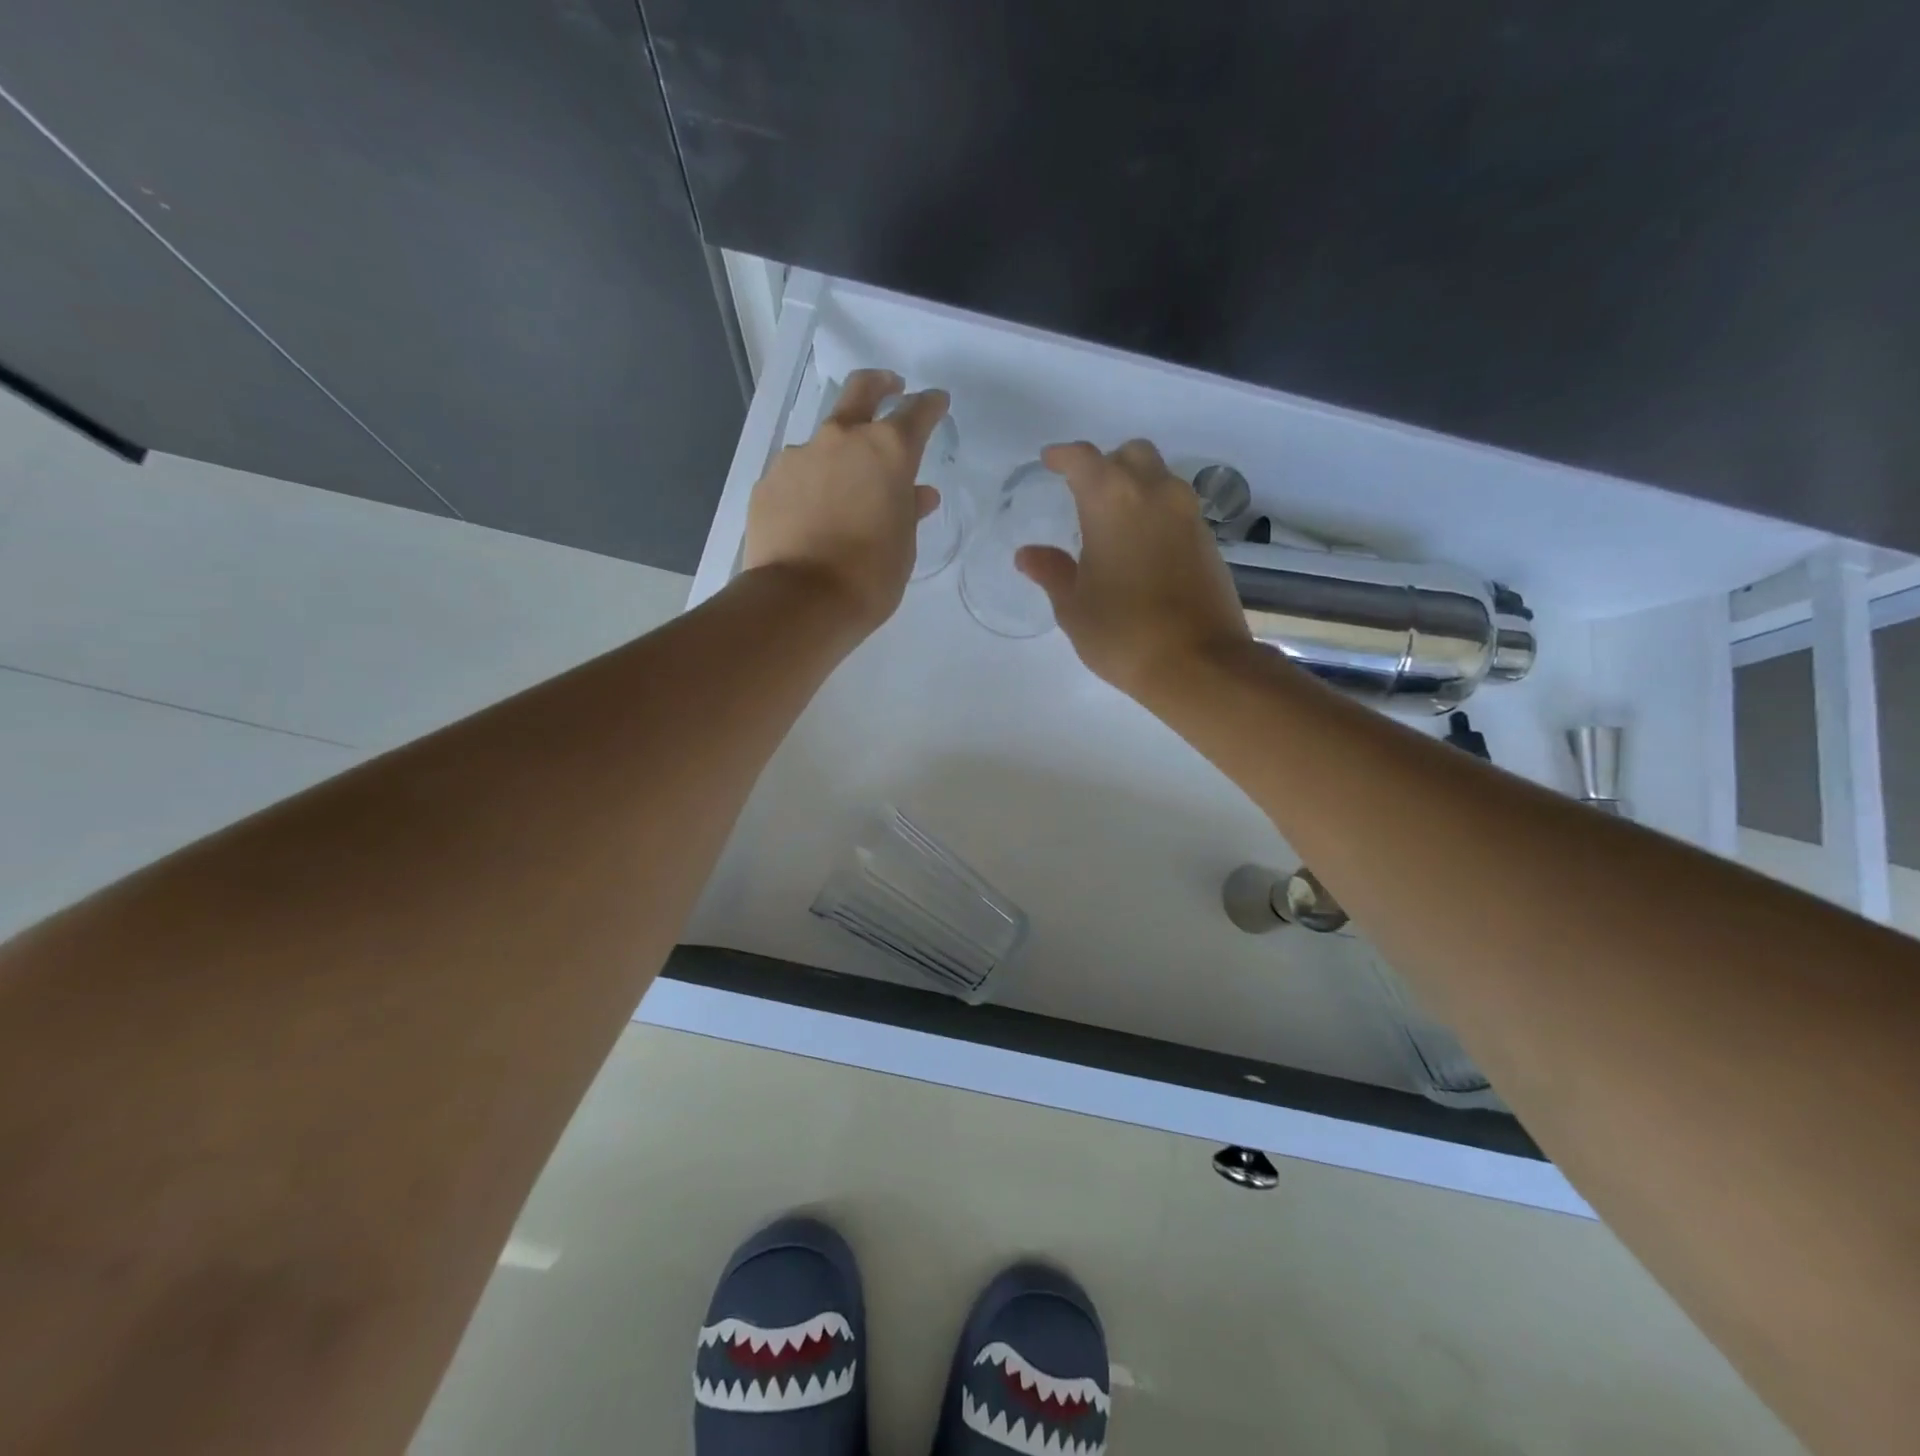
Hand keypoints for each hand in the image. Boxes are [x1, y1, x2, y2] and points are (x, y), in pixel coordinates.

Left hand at [741, 369, 946, 632]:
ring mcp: (799, 456)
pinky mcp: (768, 481)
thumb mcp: (903, 546)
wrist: (800, 601)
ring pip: (825, 440)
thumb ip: (909, 510)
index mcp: (887, 451)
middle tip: (890, 387)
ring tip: (844, 489)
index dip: (930, 405)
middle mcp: (842, 439)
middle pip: (861, 390)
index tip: (937, 403)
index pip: (916, 413)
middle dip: (880, 384)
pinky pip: (797, 473)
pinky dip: (810, 483)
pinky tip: (811, 513)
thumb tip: (917, 493)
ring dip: (839, 452)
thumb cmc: (869, 577)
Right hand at [1017, 439, 1252, 698]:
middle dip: (1106, 464)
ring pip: (1160, 478)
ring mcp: (1188, 515)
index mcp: (1113, 500)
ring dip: (1135, 486)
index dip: (1062, 456)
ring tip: (1112, 522)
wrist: (1198, 663)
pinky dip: (1155, 513)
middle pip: (1131, 455)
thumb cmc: (1122, 632)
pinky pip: (1176, 508)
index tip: (1049, 462)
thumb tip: (1027, 554)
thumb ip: (1051, 572)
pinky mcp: (1208, 540)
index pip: (1083, 458)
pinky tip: (1141, 547)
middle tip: (1084, 493)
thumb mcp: (1074, 606)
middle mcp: (1156, 493)